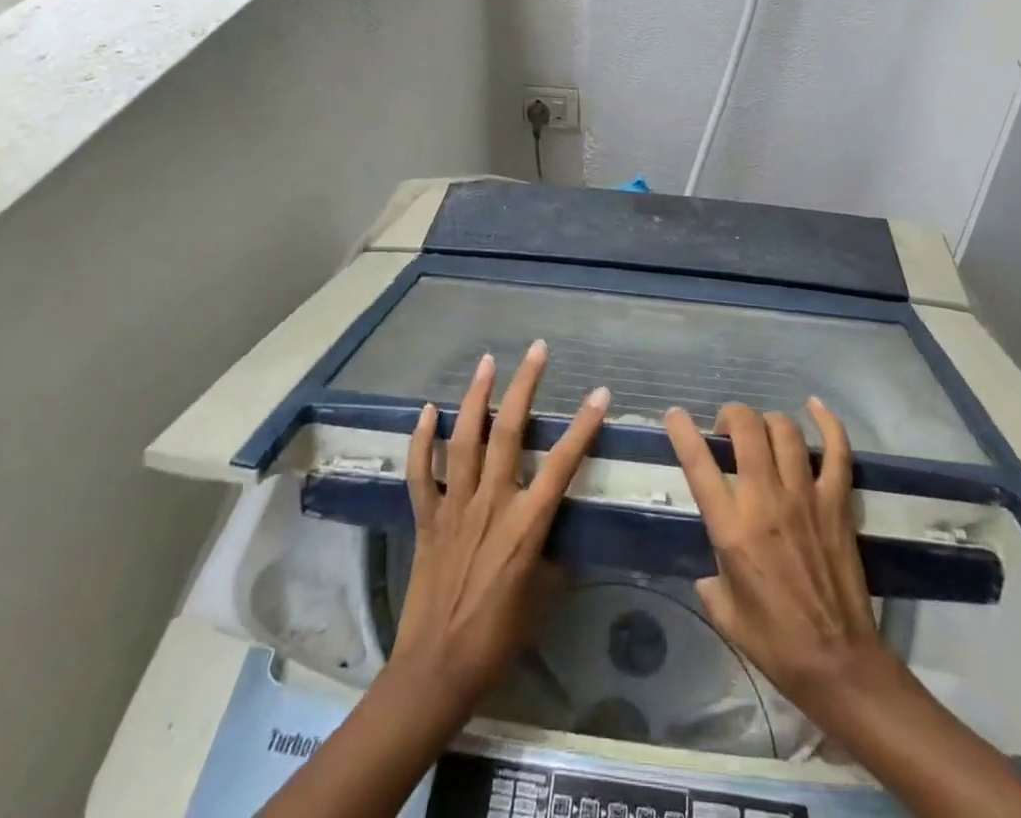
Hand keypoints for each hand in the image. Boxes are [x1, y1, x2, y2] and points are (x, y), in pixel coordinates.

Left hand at [391, 340, 610, 717]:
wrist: (437, 670)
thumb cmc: (498, 637)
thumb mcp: (543, 597)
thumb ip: (555, 555)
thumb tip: (564, 532)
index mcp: (526, 524)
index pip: (561, 464)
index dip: (583, 427)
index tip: (599, 394)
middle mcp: (491, 503)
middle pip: (508, 432)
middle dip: (524, 386)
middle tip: (536, 350)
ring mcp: (454, 506)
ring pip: (464, 440)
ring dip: (476, 397)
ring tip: (487, 362)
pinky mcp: (426, 517)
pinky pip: (421, 472)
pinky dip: (421, 440)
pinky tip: (427, 411)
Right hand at [663, 398, 899, 714]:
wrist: (837, 663)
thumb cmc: (773, 641)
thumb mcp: (722, 609)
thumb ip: (710, 574)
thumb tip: (710, 563)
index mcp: (732, 528)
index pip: (699, 464)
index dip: (683, 431)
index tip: (675, 415)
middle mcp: (766, 501)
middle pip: (746, 429)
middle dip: (730, 415)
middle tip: (726, 430)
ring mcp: (805, 496)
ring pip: (785, 430)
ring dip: (767, 421)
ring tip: (762, 432)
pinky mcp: (837, 502)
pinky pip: (836, 450)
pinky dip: (828, 423)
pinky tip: (814, 406)